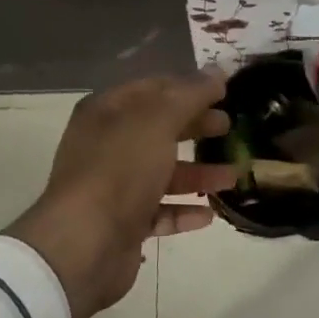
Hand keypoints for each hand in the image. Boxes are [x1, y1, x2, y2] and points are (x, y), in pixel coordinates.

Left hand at [9, 72, 236, 317]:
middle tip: (229, 128)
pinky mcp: (123, 223)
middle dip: (196, 127)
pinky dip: (183, 210)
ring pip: (163, 172)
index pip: (152, 89)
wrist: (85, 245)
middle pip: (159, 129)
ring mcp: (113, 186)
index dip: (187, 87)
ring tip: (233, 176)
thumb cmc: (120, 169)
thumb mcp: (158, 121)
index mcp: (107, 112)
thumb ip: (191, 95)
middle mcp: (107, 145)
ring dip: (199, 173)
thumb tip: (218, 72)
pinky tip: (209, 214)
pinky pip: (159, 211)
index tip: (223, 92)